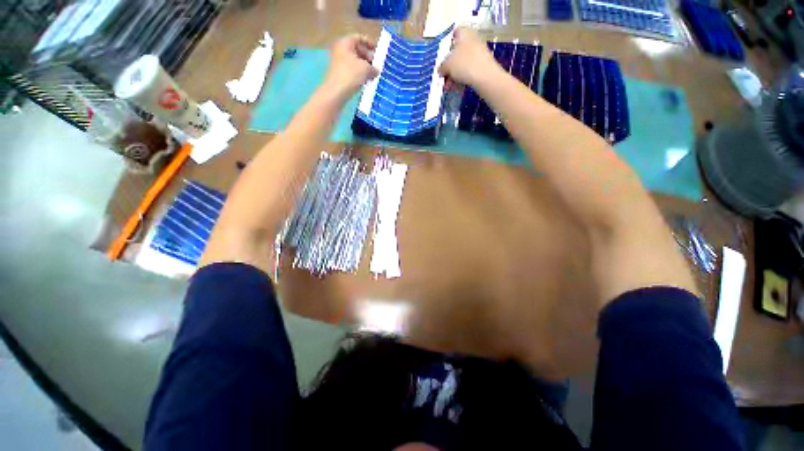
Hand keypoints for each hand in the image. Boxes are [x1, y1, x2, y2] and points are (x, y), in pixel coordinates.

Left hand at [322, 34, 378, 98]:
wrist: (336, 92)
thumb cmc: (351, 75)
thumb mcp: (367, 69)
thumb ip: (374, 67)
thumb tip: (376, 70)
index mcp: (345, 43)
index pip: (359, 38)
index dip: (370, 43)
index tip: (378, 52)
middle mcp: (340, 50)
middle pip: (357, 50)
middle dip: (368, 57)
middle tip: (377, 65)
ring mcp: (339, 62)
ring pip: (355, 62)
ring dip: (365, 67)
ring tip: (374, 75)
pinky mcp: (340, 74)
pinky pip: (352, 71)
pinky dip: (360, 74)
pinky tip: (367, 81)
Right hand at [439, 28, 499, 87]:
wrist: (486, 76)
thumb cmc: (465, 64)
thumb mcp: (447, 65)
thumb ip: (442, 66)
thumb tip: (441, 70)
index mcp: (464, 33)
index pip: (456, 31)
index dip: (449, 41)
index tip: (443, 53)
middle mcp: (473, 39)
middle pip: (458, 49)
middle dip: (450, 62)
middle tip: (444, 74)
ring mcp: (479, 52)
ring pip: (463, 61)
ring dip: (455, 72)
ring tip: (449, 85)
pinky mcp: (483, 64)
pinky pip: (469, 69)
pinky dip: (463, 76)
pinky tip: (457, 86)